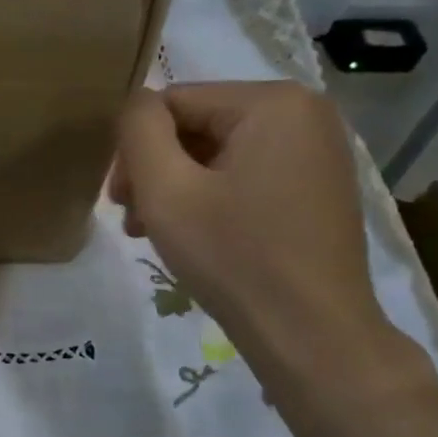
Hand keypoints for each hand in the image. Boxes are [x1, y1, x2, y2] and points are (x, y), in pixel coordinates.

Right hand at [112, 82, 394, 372]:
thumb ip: (138, 132)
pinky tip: (196, 237)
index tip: (119, 201)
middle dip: (156, 171)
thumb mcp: (166, 191)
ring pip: (218, 154)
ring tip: (156, 235)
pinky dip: (211, 199)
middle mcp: (305, 113)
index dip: (135, 148)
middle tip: (134, 222)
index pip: (173, 102)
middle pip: (197, 126)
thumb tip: (134, 104)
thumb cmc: (234, 258)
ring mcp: (317, 152)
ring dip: (178, 189)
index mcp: (273, 102)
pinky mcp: (318, 187)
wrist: (311, 334)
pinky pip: (246, 176)